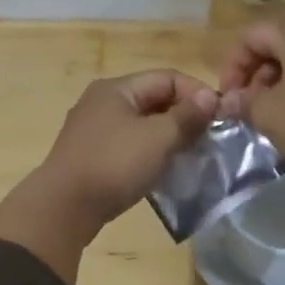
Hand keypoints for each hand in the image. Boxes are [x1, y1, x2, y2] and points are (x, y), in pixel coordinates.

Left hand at [0, 70, 218, 283]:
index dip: (197, 92)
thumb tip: (210, 97)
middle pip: (153, 98)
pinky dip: (149, 151)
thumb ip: (186, 116)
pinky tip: (163, 168)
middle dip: (184, 115)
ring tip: (191, 154)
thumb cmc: (114, 164)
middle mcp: (102, 101)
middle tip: (209, 137)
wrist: (64, 207)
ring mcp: (93, 129)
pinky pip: (129, 144)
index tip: (220, 116)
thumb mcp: (158, 138)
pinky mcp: (90, 154)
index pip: (167, 77)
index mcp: (117, 88)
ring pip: (141, 123)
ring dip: (168, 135)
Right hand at [217, 0, 284, 182]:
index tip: (229, 97)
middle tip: (250, 106)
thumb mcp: (269, 115)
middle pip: (279, 42)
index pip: (252, 36)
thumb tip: (229, 101)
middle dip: (257, 73)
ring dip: (281, 80)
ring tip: (275, 113)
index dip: (233, 66)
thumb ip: (243, 103)